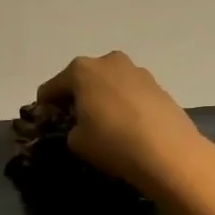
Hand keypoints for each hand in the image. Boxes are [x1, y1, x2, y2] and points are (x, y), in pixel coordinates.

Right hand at [36, 51, 207, 193]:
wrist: (169, 153)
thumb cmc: (113, 142)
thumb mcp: (76, 141)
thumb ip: (70, 128)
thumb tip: (80, 126)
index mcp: (81, 70)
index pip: (51, 87)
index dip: (45, 106)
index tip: (47, 123)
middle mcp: (108, 61)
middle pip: (81, 78)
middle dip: (76, 96)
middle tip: (76, 121)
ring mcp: (136, 71)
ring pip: (108, 83)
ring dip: (102, 98)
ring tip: (105, 124)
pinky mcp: (158, 85)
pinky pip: (129, 92)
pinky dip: (123, 104)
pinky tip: (127, 126)